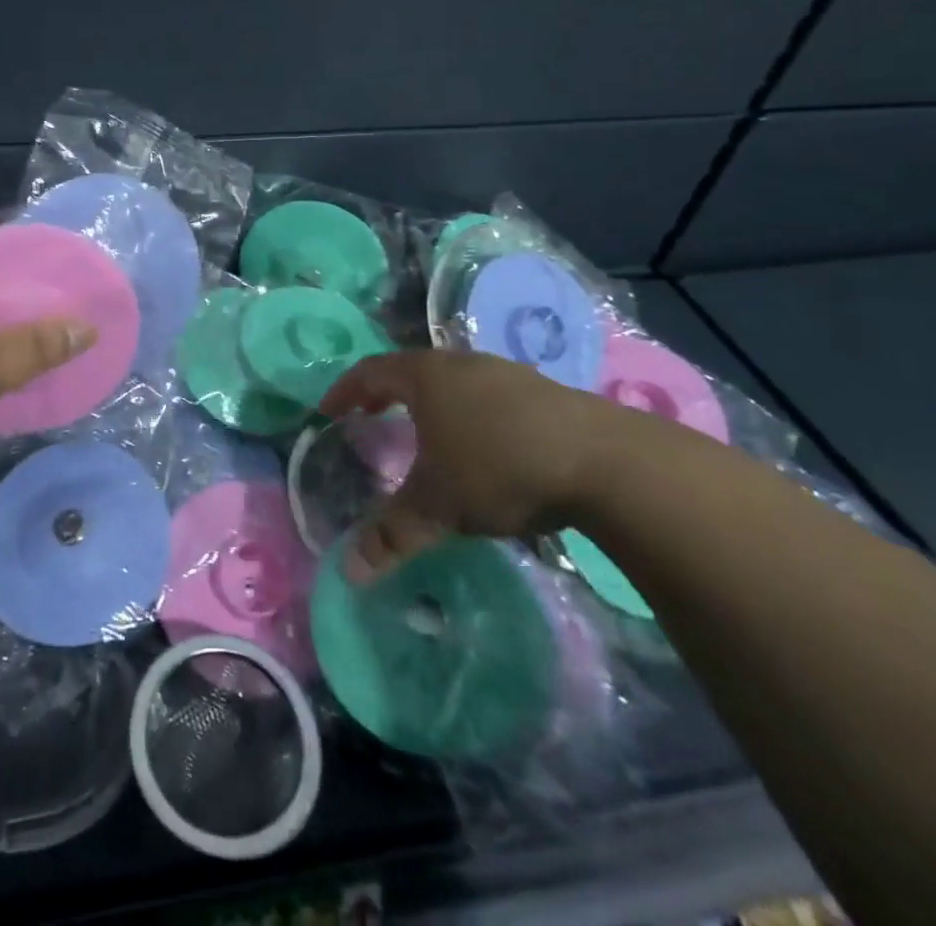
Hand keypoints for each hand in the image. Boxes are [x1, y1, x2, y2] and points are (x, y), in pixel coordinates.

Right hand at [320, 349, 643, 581]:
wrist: (606, 462)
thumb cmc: (500, 469)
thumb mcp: (437, 507)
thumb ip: (391, 535)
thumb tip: (348, 572)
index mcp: (426, 377)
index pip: (370, 371)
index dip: (345, 390)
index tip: (329, 411)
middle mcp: (461, 364)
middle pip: (411, 369)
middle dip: (386, 393)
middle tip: (370, 416)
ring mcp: (506, 373)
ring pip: (453, 380)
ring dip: (430, 402)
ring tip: (425, 431)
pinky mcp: (543, 391)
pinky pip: (488, 394)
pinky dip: (469, 411)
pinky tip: (483, 443)